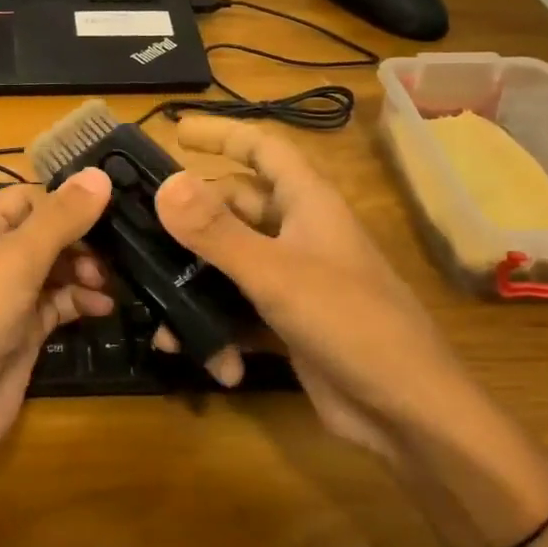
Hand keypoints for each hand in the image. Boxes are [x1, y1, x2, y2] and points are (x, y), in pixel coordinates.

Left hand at [0, 168, 114, 518]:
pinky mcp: (22, 331)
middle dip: (82, 239)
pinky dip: (80, 302)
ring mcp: (6, 296)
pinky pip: (57, 304)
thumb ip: (61, 218)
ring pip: (55, 269)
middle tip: (116, 253)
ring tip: (107, 283)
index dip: (68, 200)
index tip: (114, 206)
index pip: (29, 197)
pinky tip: (103, 307)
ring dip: (86, 271)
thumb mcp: (15, 260)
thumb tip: (100, 173)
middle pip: (46, 233)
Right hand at [151, 117, 468, 458]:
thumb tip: (165, 184)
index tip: (175, 132)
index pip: (263, 147)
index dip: (222, 134)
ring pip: (230, 262)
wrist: (409, 414)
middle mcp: (299, 234)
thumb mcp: (276, 274)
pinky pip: (238, 310)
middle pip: (235, 206)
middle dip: (191, 217)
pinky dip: (216, 327)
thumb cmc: (351, 325)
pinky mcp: (287, 322)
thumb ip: (217, 231)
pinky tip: (200, 354)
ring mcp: (294, 280)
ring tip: (154, 303)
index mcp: (308, 204)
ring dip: (195, 282)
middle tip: (138, 226)